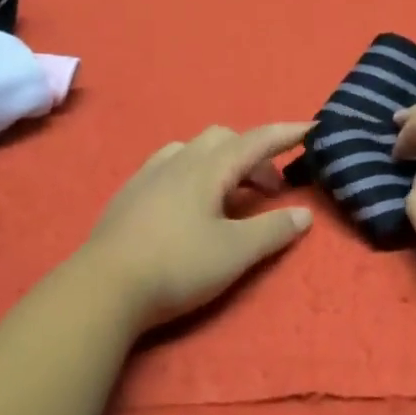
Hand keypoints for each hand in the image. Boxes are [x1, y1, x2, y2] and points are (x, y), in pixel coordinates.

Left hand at [84, 122, 314, 328]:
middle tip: (269, 191)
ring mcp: (149, 174)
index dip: (286, 134)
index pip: (256, 140)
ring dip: (221, 163)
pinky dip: (193, 173)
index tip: (311, 128)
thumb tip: (304, 214)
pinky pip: (170, 165)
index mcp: (208, 168)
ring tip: (230, 197)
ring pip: (193, 150)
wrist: (104, 286)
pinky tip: (189, 205)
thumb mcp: (235, 253)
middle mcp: (179, 160)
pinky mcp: (130, 193)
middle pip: (224, 139)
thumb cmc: (177, 266)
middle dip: (253, 156)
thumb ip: (272, 230)